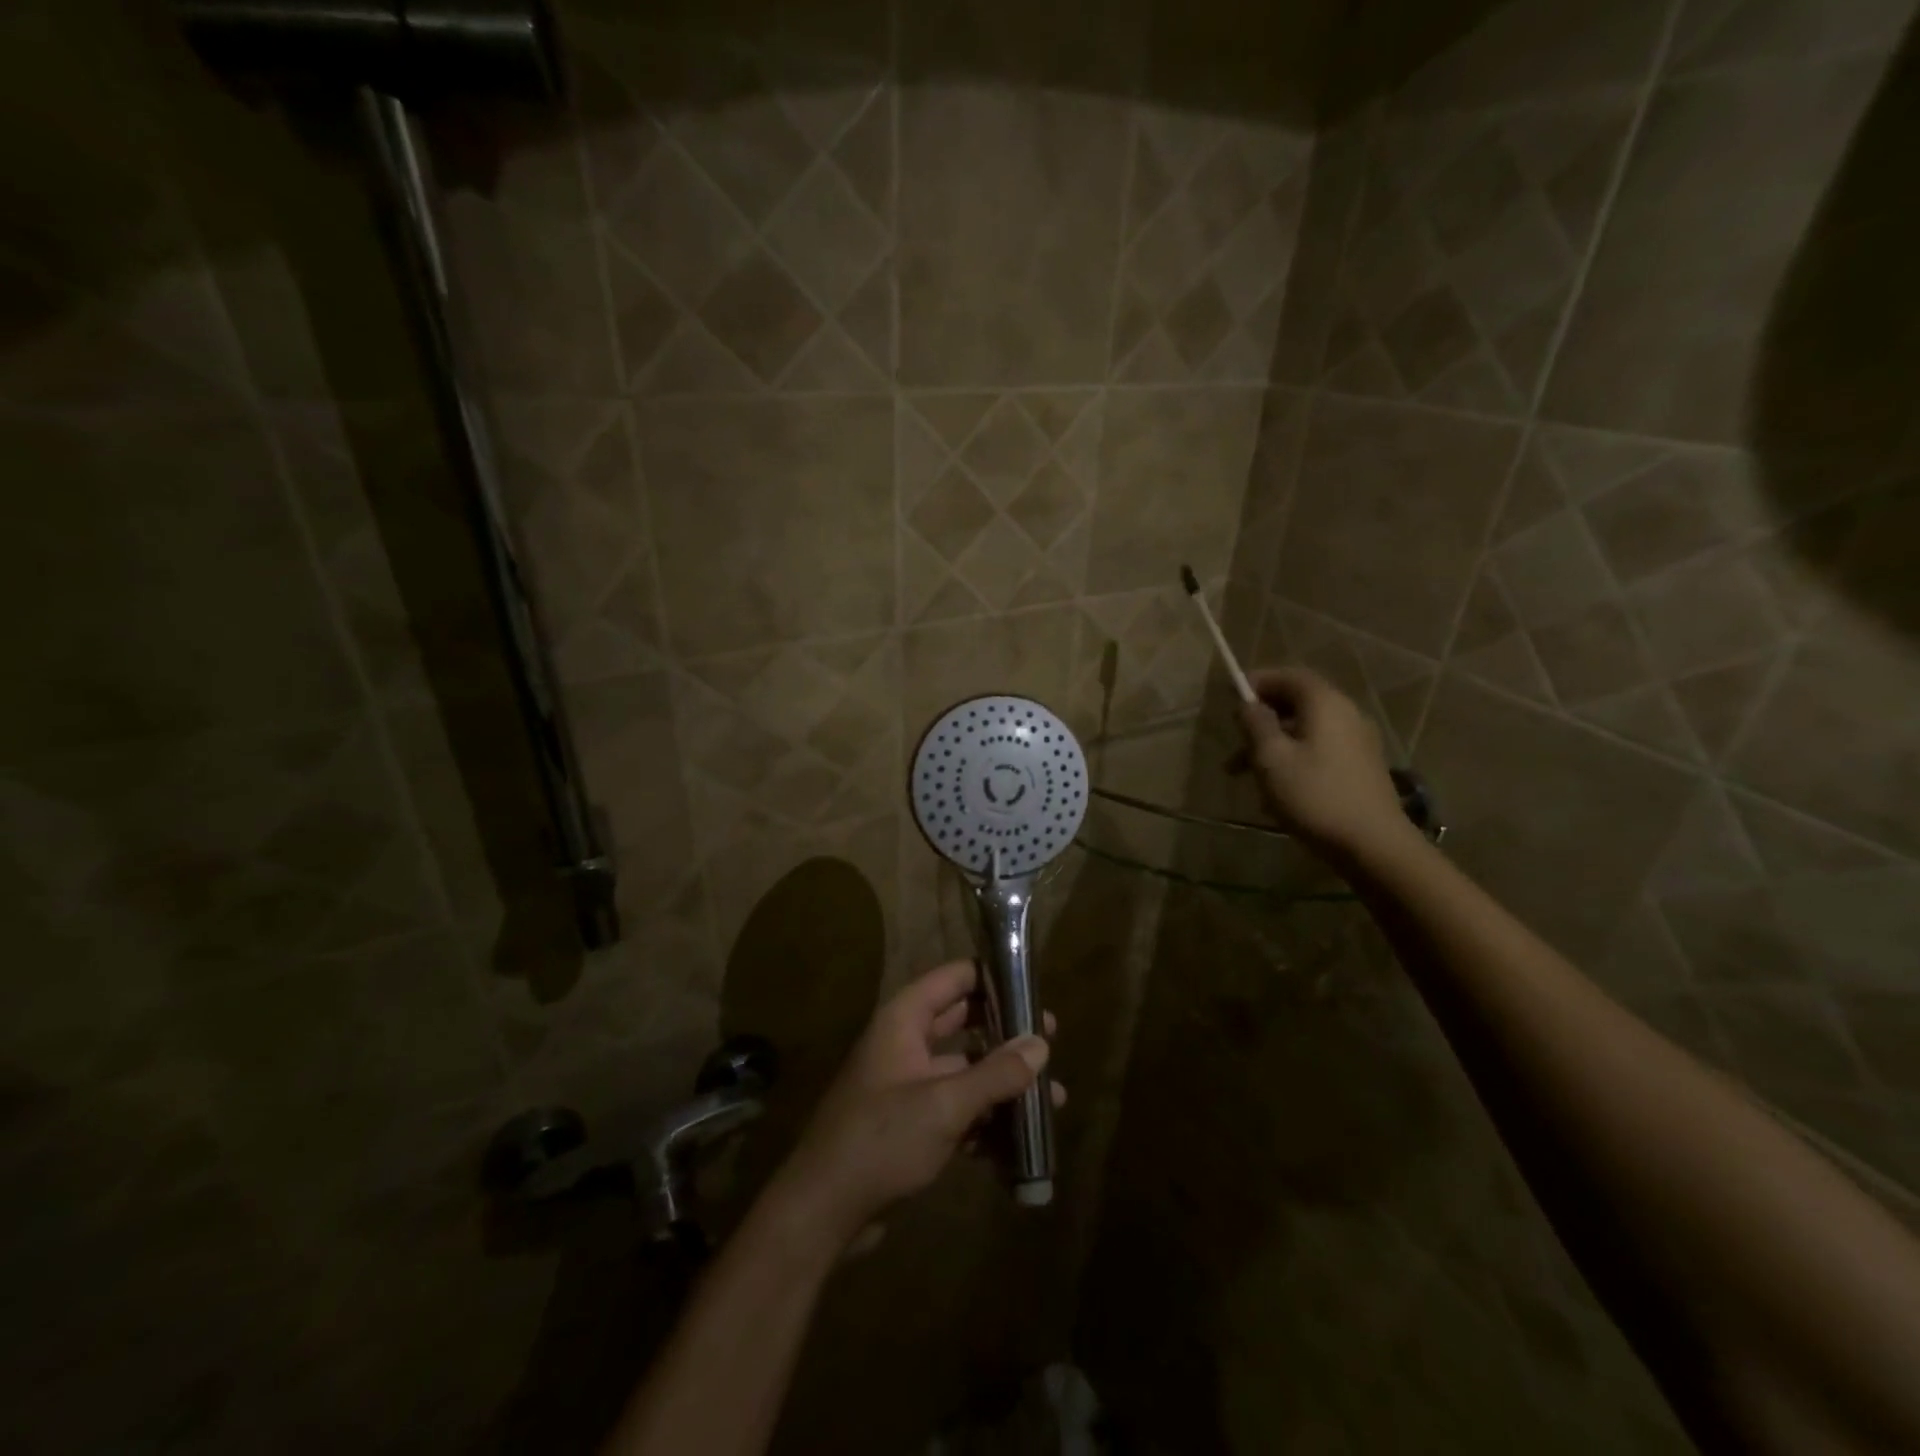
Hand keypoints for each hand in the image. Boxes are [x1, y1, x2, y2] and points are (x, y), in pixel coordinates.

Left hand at [768, 960, 1059, 1250]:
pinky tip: (1019, 1146)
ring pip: (965, 1071)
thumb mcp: (944, 1104)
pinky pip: (956, 1109)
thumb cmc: (881, 1140)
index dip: (993, 978)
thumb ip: (995, 1074)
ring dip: (1003, 1085)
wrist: (823, 1211)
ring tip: (1051, 1102)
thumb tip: (1041, 1044)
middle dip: (1007, 1035)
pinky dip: (985, 1121)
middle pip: (965, 1023)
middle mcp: (906, 1043)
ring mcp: (908, 1085)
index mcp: (904, 1020)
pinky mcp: (911, 1124)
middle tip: (1051, 1042)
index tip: (1034, 988)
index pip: (954, 978)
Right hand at [1238, 666, 1413, 862]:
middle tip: (1234, 743)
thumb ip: (1255, 724)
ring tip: (1244, 775)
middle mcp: (1346, 714)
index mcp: (1325, 704)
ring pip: (1305, 730)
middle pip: (1297, 703)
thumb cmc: (1314, 796)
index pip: (1289, 675)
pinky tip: (1276, 791)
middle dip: (1261, 719)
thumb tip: (1248, 704)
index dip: (1258, 682)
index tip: (1231, 698)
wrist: (1373, 845)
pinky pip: (1319, 750)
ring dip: (1272, 745)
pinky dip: (1293, 759)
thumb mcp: (1271, 758)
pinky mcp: (1360, 767)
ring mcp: (1357, 742)